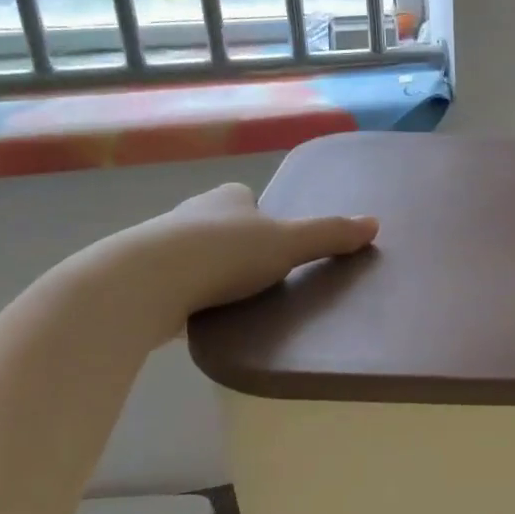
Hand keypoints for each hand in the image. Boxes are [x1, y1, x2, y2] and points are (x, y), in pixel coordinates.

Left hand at [89, 182, 377, 343]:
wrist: (144, 283)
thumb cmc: (224, 254)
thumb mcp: (288, 244)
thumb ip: (329, 235)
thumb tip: (375, 223)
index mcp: (226, 197)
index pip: (248, 198)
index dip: (263, 217)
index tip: (276, 244)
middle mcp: (190, 212)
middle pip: (221, 225)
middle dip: (236, 244)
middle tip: (259, 276)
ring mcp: (158, 245)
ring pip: (193, 254)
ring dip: (209, 270)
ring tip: (232, 300)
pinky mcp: (139, 278)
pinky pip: (172, 283)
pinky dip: (186, 294)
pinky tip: (198, 315)